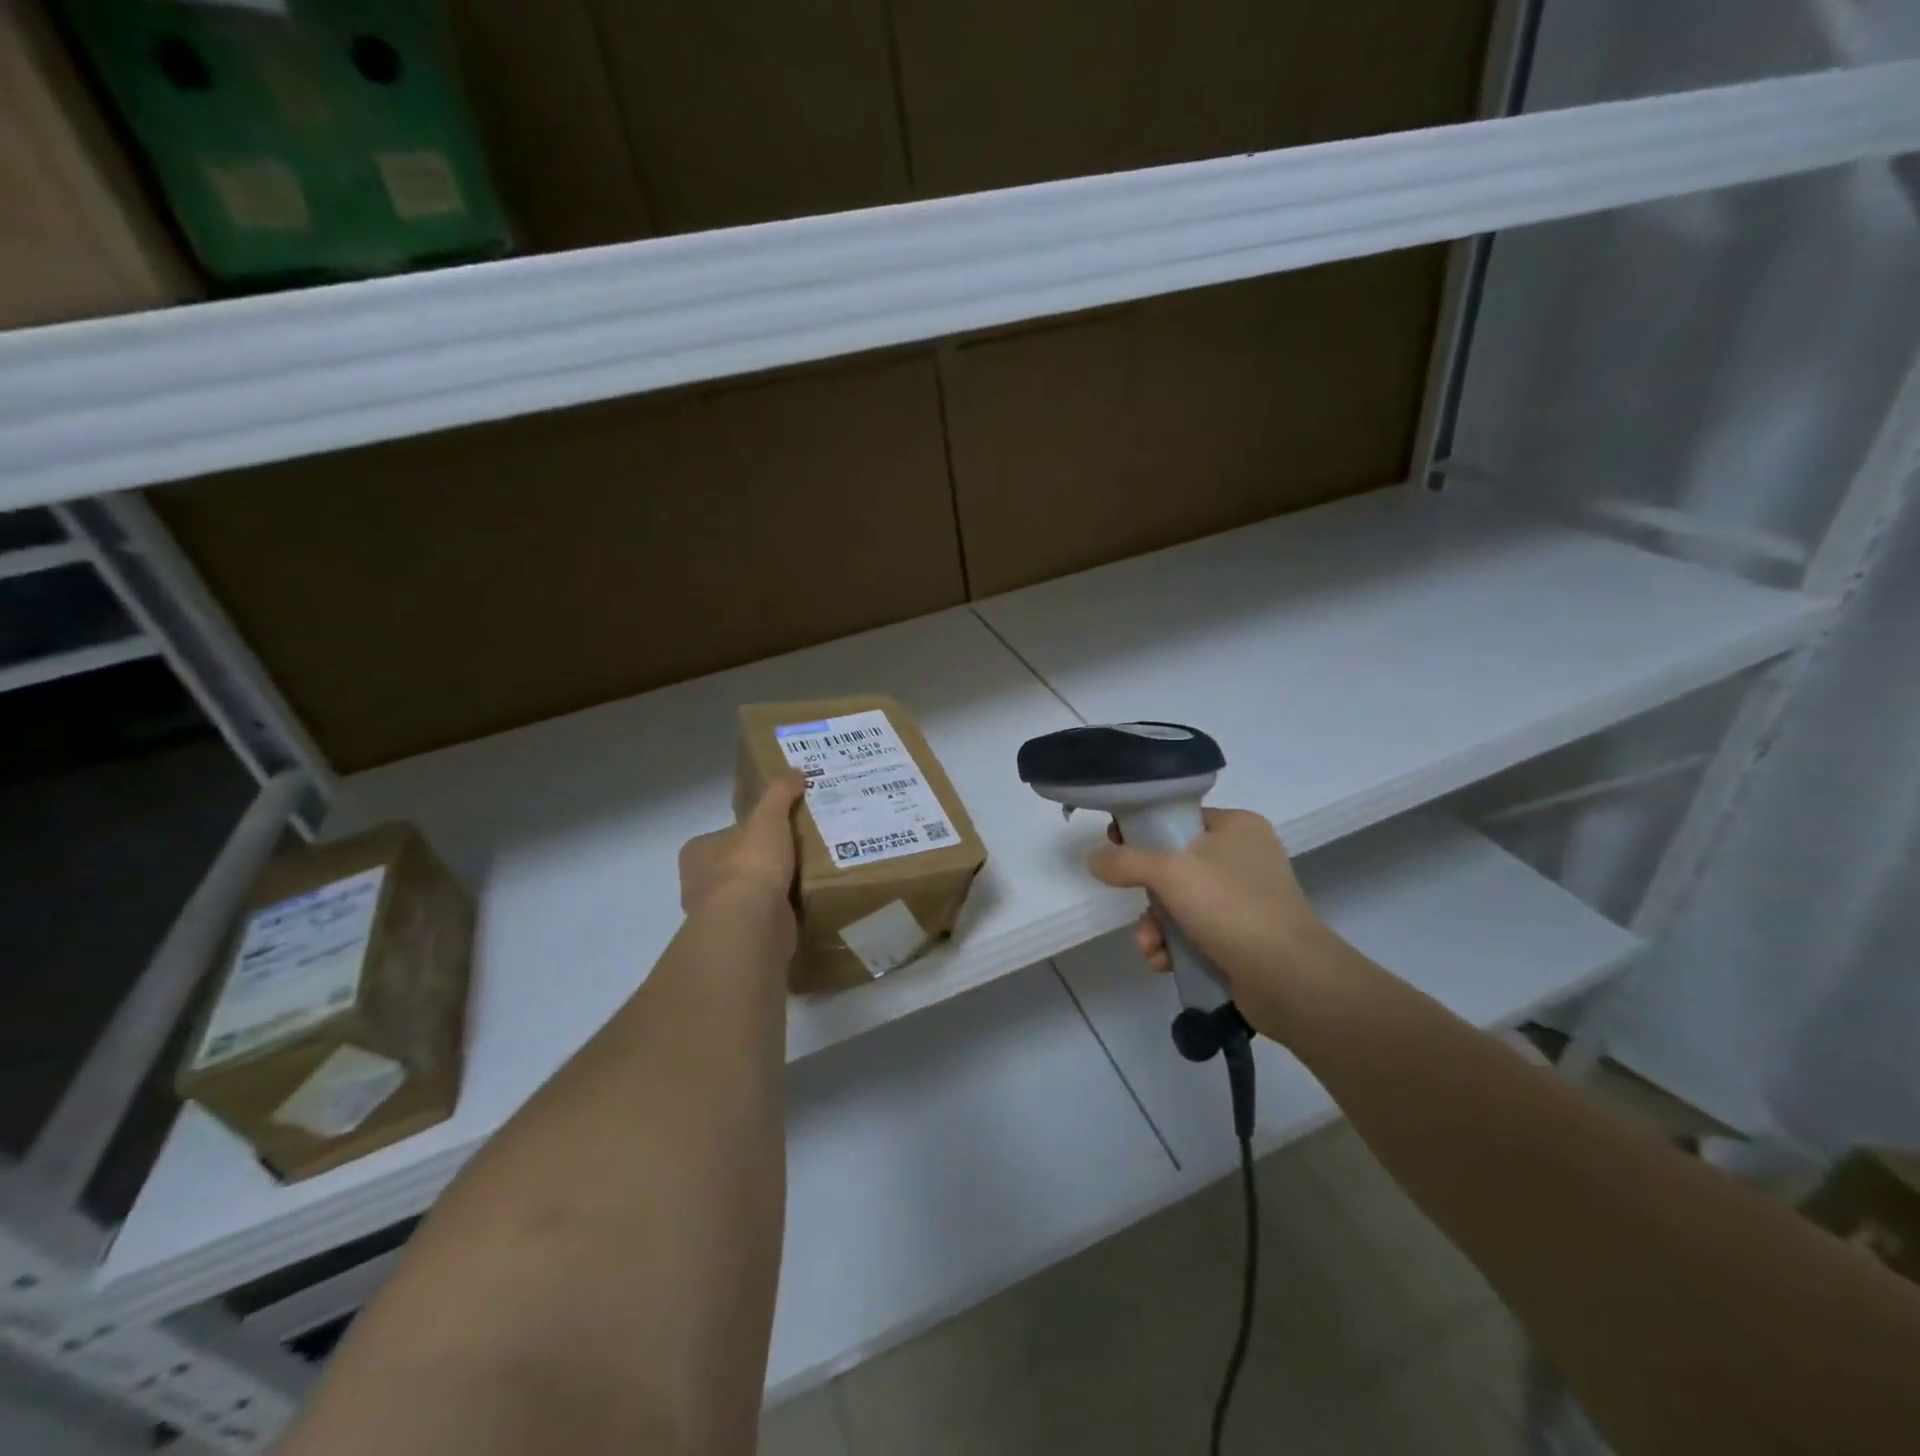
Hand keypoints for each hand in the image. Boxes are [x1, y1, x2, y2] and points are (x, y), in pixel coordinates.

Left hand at [678, 771, 804, 917]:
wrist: (752, 922)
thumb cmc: (751, 864)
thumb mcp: (769, 817)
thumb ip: (780, 793)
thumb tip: (795, 770)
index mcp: (697, 853)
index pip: (722, 837)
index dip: (747, 833)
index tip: (774, 832)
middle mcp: (699, 884)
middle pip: (733, 867)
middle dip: (758, 864)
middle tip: (793, 854)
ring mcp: (717, 916)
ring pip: (746, 896)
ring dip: (768, 891)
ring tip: (803, 878)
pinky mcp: (738, 938)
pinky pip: (761, 919)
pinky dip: (777, 914)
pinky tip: (801, 905)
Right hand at [1087, 807, 1340, 1038]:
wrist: (1288, 977)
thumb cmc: (1230, 907)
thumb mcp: (1169, 873)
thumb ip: (1126, 861)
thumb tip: (1094, 859)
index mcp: (1237, 827)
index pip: (1180, 818)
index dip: (1144, 831)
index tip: (1115, 845)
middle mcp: (1245, 857)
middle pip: (1176, 864)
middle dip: (1148, 894)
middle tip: (1134, 904)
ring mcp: (1248, 899)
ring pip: (1182, 903)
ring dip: (1157, 926)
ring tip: (1150, 947)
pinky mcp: (1246, 937)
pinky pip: (1197, 932)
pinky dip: (1177, 946)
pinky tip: (1164, 962)